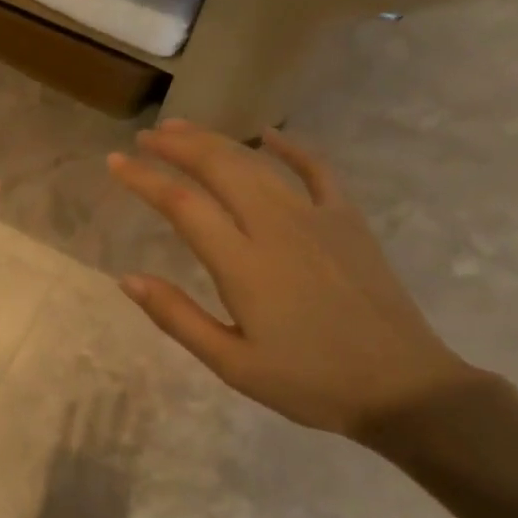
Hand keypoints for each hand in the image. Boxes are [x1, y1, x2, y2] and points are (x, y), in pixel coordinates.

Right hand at [109, 120, 480, 438]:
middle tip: (144, 138)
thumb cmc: (309, 382)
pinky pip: (318, 171)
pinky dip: (292, 148)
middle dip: (177, 146)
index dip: (144, 179)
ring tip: (184, 129)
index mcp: (243, 265)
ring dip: (218, 141)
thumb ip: (177, 317)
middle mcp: (276, 227)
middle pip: (220, 167)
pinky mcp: (349, 221)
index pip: (182, 205)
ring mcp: (318, 218)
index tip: (114, 163)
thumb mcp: (232, 364)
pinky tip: (270, 135)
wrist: (403, 388)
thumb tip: (127, 279)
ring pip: (259, 163)